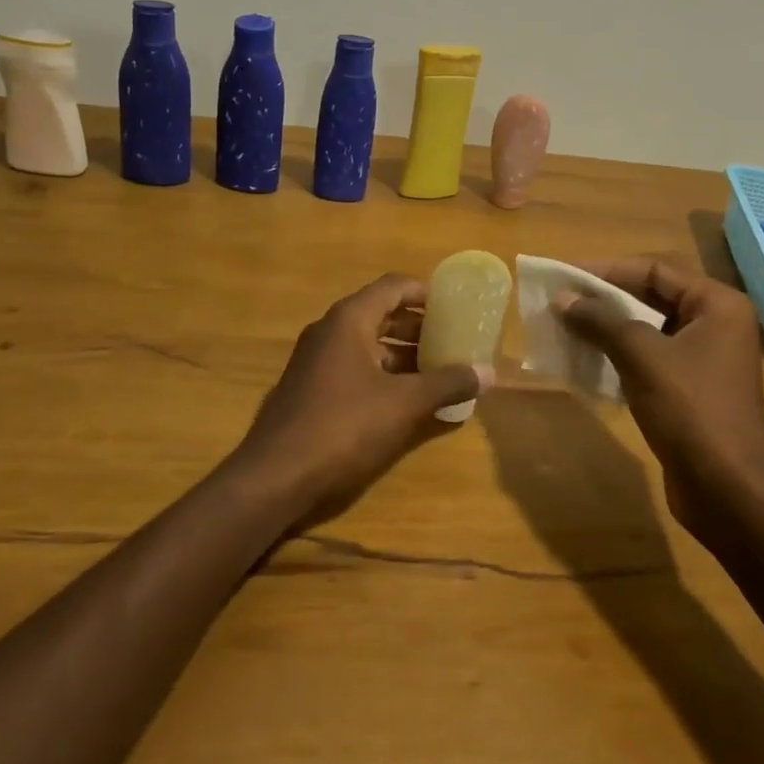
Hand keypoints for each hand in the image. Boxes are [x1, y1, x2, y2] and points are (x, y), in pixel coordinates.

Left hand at [231, 273, 492, 530]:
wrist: (275, 477)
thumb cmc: (343, 427)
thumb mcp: (404, 404)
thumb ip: (447, 384)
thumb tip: (488, 373)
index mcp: (349, 320)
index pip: (394, 287)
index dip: (427, 293)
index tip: (457, 306)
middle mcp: (330, 331)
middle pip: (381, 313)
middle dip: (419, 326)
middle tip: (454, 340)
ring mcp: (315, 360)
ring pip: (368, 344)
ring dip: (403, 354)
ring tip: (439, 371)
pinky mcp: (310, 389)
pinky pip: (354, 367)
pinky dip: (383, 374)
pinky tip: (406, 399)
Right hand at [557, 258, 763, 535]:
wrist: (728, 489)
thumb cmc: (691, 409)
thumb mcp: (642, 356)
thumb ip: (601, 321)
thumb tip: (562, 299)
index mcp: (717, 304)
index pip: (655, 270)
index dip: (608, 270)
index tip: (566, 275)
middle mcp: (716, 324)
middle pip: (651, 297)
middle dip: (605, 299)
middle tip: (561, 300)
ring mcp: (705, 359)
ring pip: (647, 330)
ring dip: (608, 328)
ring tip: (566, 327)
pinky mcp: (691, 390)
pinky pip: (649, 359)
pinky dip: (619, 356)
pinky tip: (586, 360)